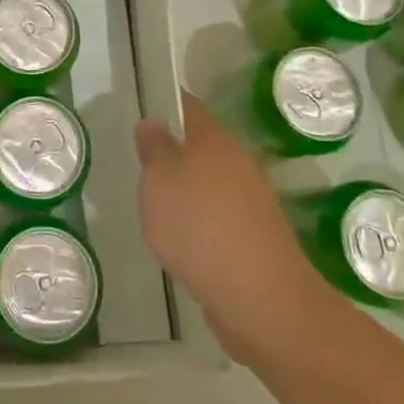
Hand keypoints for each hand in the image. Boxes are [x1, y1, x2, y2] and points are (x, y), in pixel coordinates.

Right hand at [135, 92, 321, 369]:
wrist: (262, 300)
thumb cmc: (200, 227)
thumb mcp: (159, 181)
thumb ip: (153, 149)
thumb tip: (154, 122)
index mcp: (214, 138)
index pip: (188, 106)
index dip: (165, 103)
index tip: (142, 111)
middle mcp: (238, 161)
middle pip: (201, 145)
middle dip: (174, 152)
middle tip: (141, 167)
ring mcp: (251, 200)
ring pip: (210, 182)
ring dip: (187, 191)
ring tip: (157, 209)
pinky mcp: (256, 236)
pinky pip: (220, 215)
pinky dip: (201, 222)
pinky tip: (183, 242)